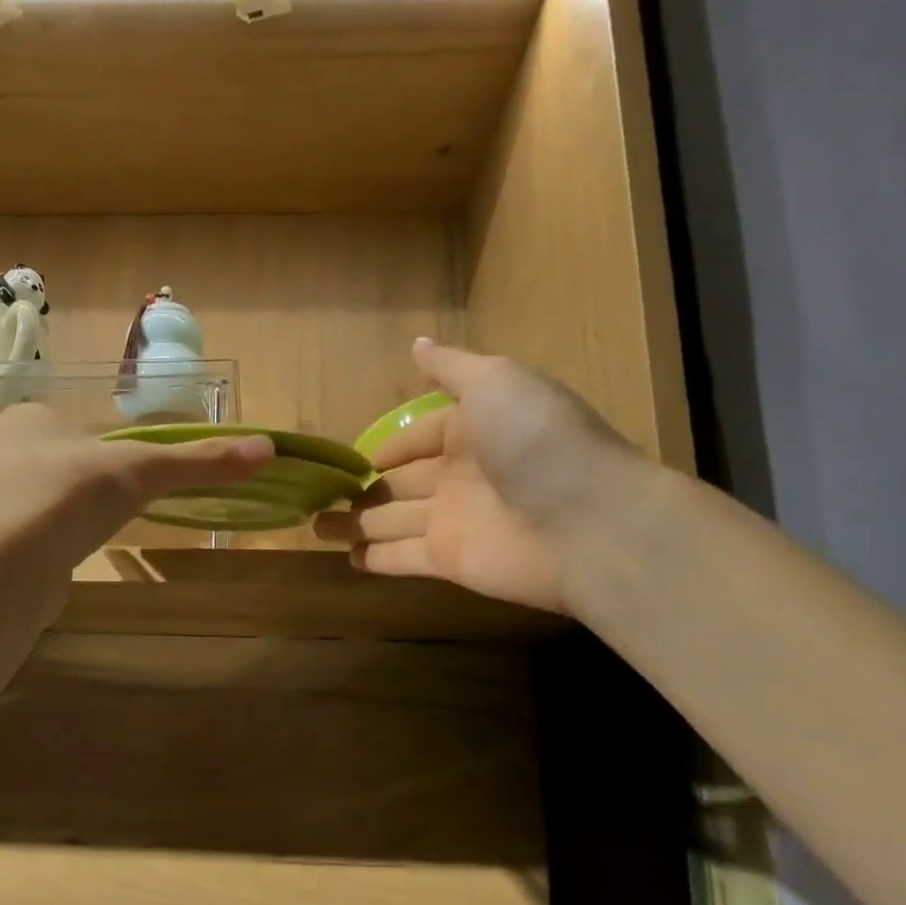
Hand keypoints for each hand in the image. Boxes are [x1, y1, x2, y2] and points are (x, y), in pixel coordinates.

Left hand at [0, 403, 272, 572]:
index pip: (75, 423)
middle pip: (59, 460)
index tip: (131, 471)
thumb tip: (268, 448)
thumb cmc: (72, 495)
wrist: (6, 565)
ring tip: (93, 531)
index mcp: (28, 418)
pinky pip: (29, 533)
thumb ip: (200, 461)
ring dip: (68, 512)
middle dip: (88, 481)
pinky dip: (52, 541)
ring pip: (42, 498)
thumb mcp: (144, 470)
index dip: (106, 446)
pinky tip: (67, 556)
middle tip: (118, 503)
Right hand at [314, 340, 647, 614]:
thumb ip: (451, 368)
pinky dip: (375, 558)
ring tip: (317, 526)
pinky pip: (402, 557)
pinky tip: (347, 557)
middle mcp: (461, 476)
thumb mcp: (496, 382)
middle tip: (321, 493)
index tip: (354, 456)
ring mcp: (454, 521)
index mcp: (474, 429)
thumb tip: (416, 343)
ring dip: (357, 523)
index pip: (420, 437)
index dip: (390, 445)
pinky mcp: (449, 561)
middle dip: (365, 487)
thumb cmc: (537, 440)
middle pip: (402, 483)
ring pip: (393, 521)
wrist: (588, 521)